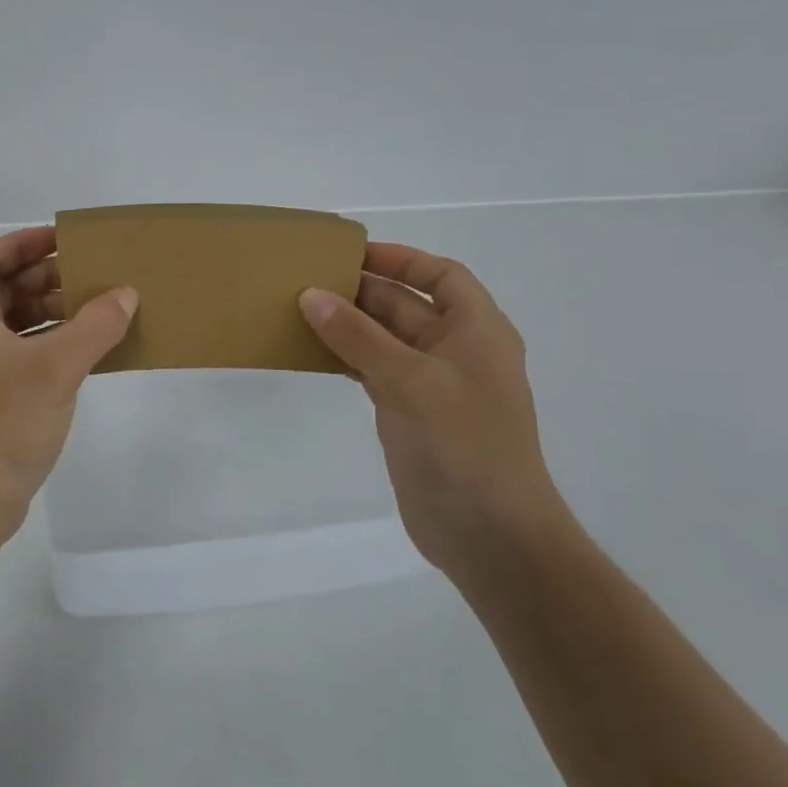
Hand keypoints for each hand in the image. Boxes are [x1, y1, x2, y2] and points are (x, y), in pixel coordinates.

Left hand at [0, 227, 137, 553]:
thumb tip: (125, 294)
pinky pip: (23, 357)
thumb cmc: (2, 423)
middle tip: (91, 275)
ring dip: (51, 313)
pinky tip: (89, 355)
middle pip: (2, 290)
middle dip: (45, 278)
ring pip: (14, 325)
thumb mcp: (55, 368)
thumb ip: (94, 326)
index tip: (64, 239)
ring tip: (98, 311)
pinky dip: (52, 347)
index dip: (22, 242)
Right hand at [299, 243, 570, 576]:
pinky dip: (345, 357)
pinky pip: (372, 370)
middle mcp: (456, 351)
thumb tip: (311, 296)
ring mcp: (430, 385)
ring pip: (384, 339)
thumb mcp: (411, 380)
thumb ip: (359, 337)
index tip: (352, 253)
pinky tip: (311, 352)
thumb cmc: (464, 445)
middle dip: (362, 291)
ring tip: (299, 310)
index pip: (442, 276)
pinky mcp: (407, 413)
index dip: (402, 259)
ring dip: (348, 324)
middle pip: (406, 305)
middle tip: (307, 280)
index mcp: (477, 332)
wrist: (488, 533)